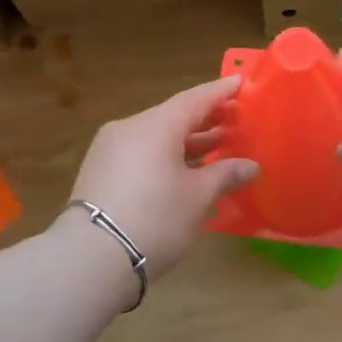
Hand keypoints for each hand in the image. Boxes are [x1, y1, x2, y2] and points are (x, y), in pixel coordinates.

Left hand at [67, 77, 257, 278]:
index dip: (221, 92)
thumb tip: (250, 166)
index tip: (241, 83)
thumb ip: (225, 174)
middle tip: (237, 120)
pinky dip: (166, 156)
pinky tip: (185, 172)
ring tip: (218, 148)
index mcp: (156, 125)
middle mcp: (130, 128)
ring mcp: (110, 150)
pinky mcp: (100, 172)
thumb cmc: (155, 219)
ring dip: (188, 142)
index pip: (195, 99)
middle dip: (207, 120)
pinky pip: (141, 154)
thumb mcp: (198, 197)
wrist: (91, 259)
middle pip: (174, 116)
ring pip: (157, 137)